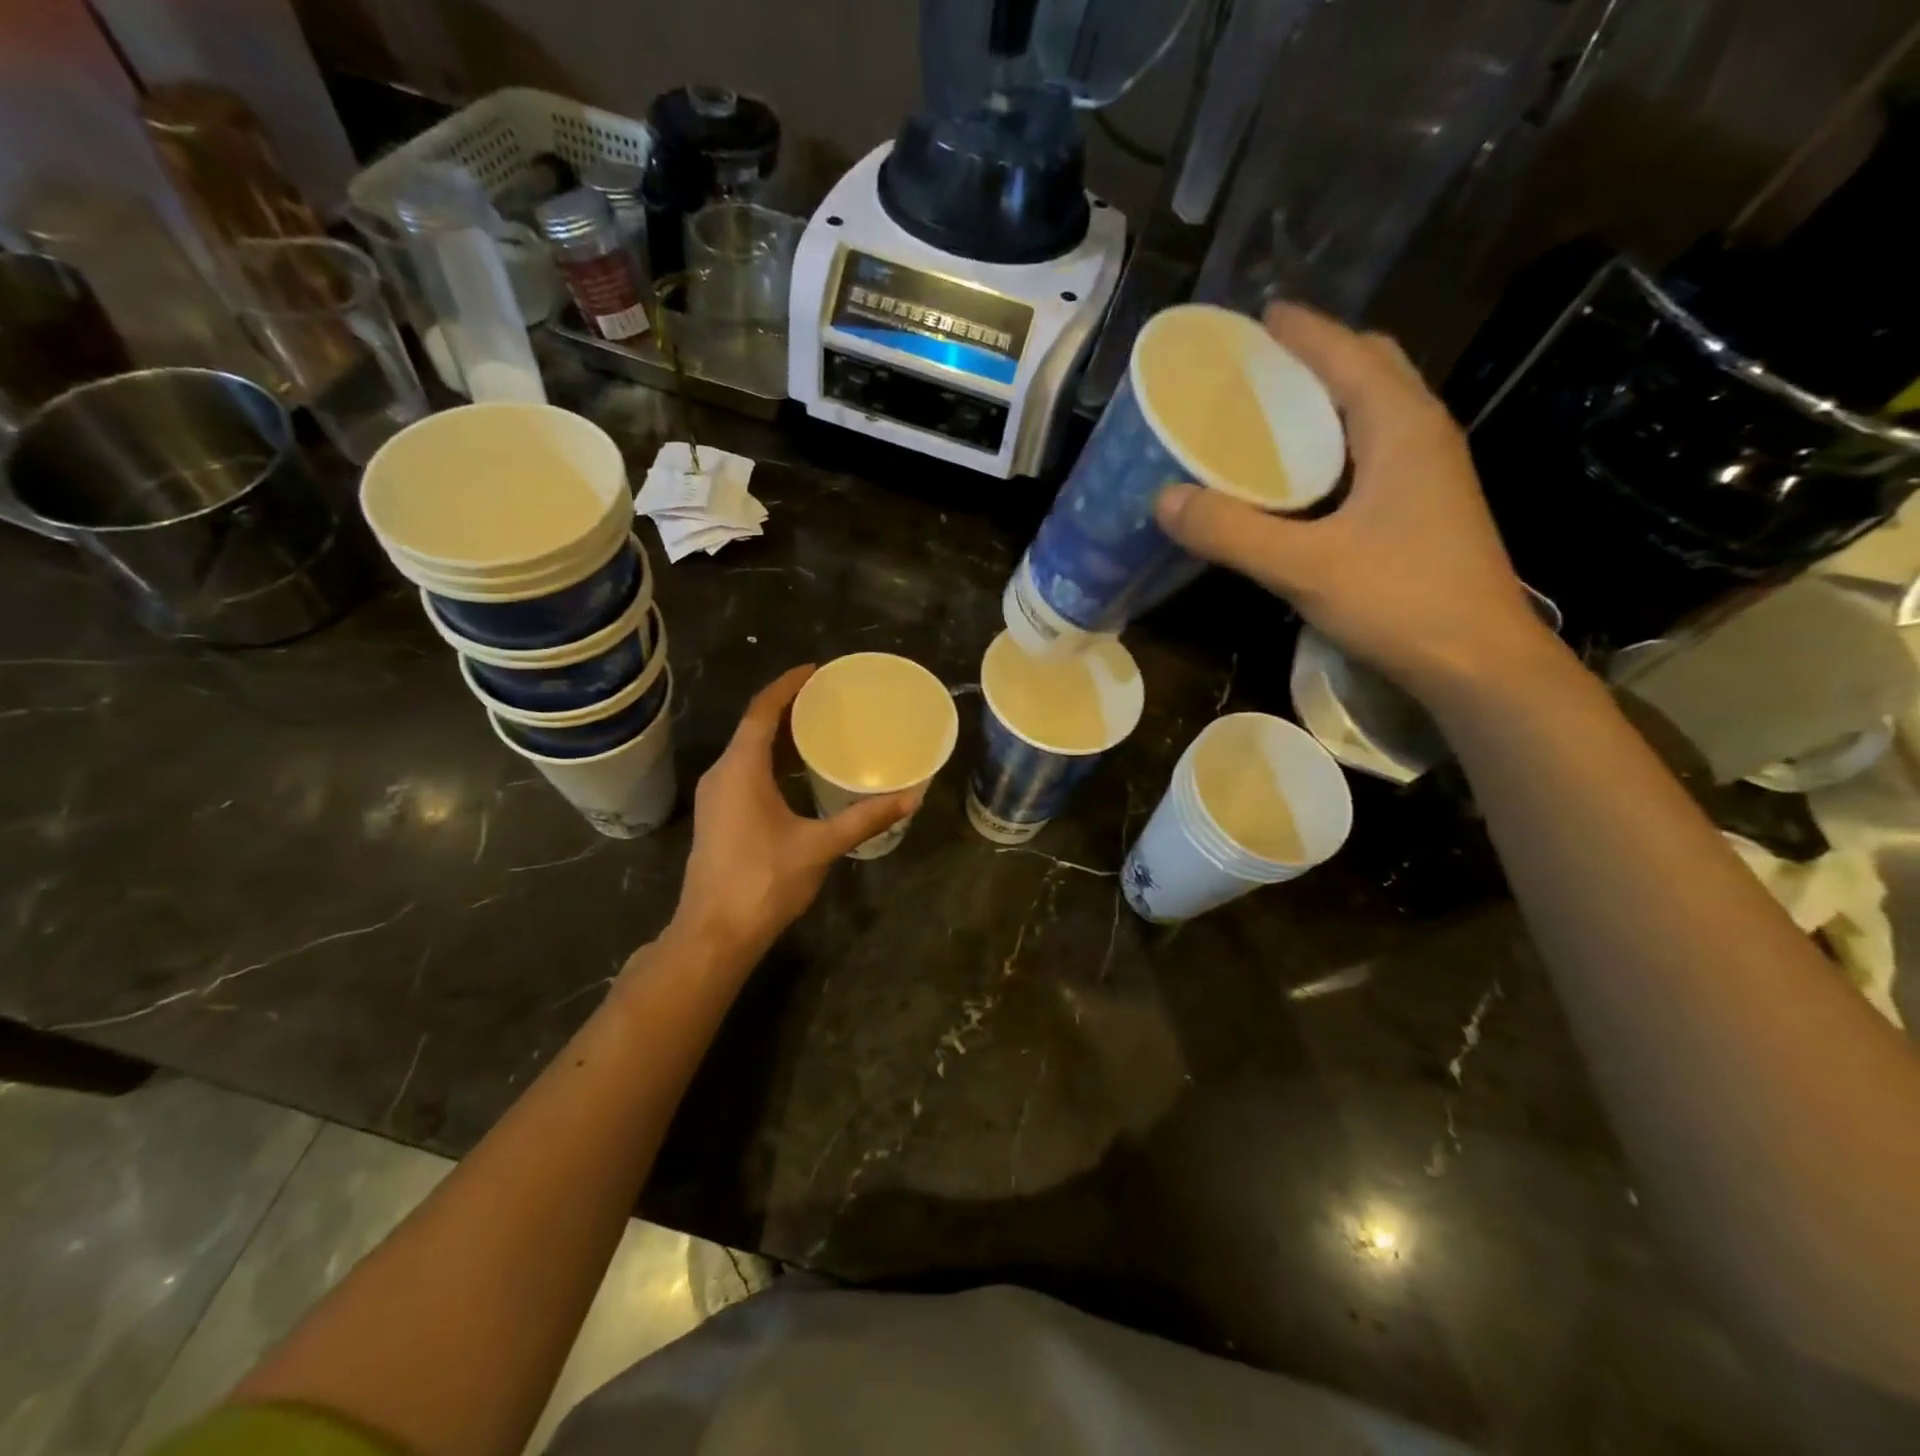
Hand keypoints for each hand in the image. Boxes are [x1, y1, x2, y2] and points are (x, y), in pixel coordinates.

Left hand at [667, 666, 918, 963]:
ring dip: (778, 736)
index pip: (762, 711)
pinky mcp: (717, 817)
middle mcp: (721, 775)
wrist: (715, 934)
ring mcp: (714, 798)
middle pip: (753, 727)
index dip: (787, 686)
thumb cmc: (764, 882)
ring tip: (817, 729)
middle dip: (787, 708)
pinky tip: (797, 774)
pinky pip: (744, 772)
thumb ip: (865, 819)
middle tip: (827, 699)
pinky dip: (770, 761)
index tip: (815, 670)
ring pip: (747, 751)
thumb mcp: (820, 846)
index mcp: (740, 769)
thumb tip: (911, 798)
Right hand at [1153, 303, 1557, 704]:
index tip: (1255, 317)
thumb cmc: (1400, 600)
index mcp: (1401, 426)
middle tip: (1258, 370)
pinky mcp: (1425, 506)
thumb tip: (1164, 499)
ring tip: (1269, 414)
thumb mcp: (1304, 566)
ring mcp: (1430, 472)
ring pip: (1376, 410)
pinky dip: (1336, 442)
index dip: (1301, 331)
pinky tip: (1299, 477)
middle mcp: (1422, 434)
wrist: (1479, 662)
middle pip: (1370, 369)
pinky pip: (1375, 449)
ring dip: (1328, 399)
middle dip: (1317, 356)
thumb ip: (1231, 532)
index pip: (1347, 353)